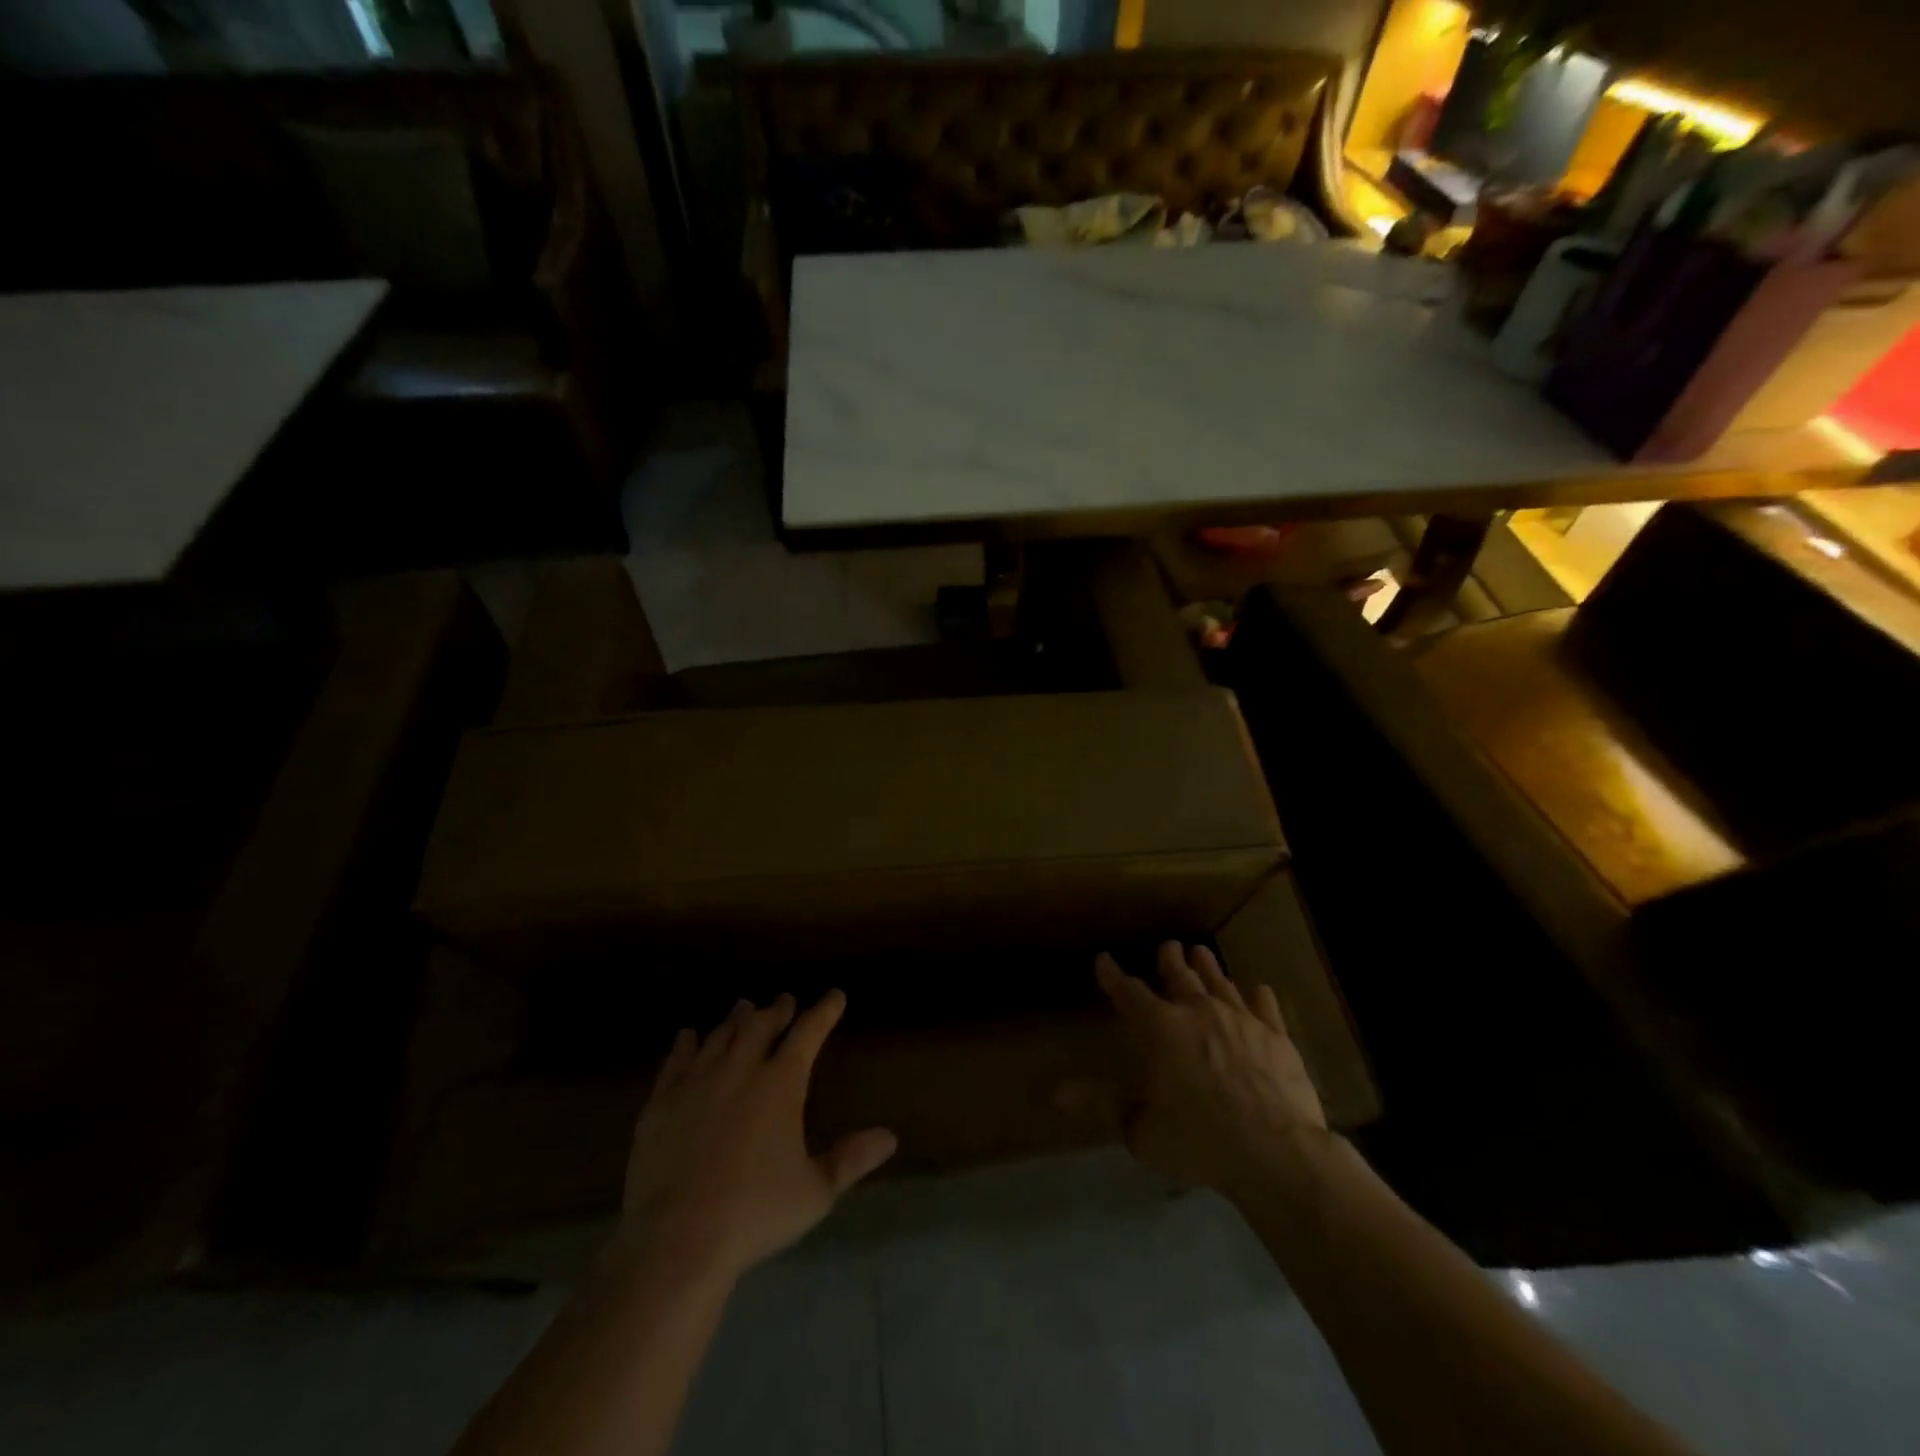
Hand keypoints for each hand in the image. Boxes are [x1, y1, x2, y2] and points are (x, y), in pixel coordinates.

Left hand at [612, 990, 895, 1282]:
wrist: (678, 1238)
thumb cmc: (756, 1212)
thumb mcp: (815, 1191)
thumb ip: (852, 1159)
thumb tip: (890, 1137)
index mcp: (781, 1083)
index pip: (809, 1033)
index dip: (824, 1011)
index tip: (835, 996)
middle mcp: (741, 1069)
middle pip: (762, 1025)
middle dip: (778, 1009)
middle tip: (785, 999)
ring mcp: (698, 1081)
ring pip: (721, 1035)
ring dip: (736, 1019)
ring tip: (744, 1007)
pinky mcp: (662, 1101)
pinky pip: (677, 1060)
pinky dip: (686, 1043)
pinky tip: (688, 1035)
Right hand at [1095, 942, 1329, 1199]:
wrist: (1276, 1152)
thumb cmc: (1199, 1141)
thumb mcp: (1140, 1130)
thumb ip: (1103, 1103)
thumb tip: (1057, 1093)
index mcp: (1159, 1029)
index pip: (1129, 992)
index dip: (1113, 975)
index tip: (1104, 959)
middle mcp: (1197, 1011)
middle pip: (1179, 975)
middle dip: (1169, 958)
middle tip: (1167, 945)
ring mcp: (1240, 1019)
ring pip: (1219, 981)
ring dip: (1207, 966)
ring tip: (1201, 952)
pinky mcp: (1275, 1035)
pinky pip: (1264, 1005)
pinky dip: (1257, 995)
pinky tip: (1257, 989)